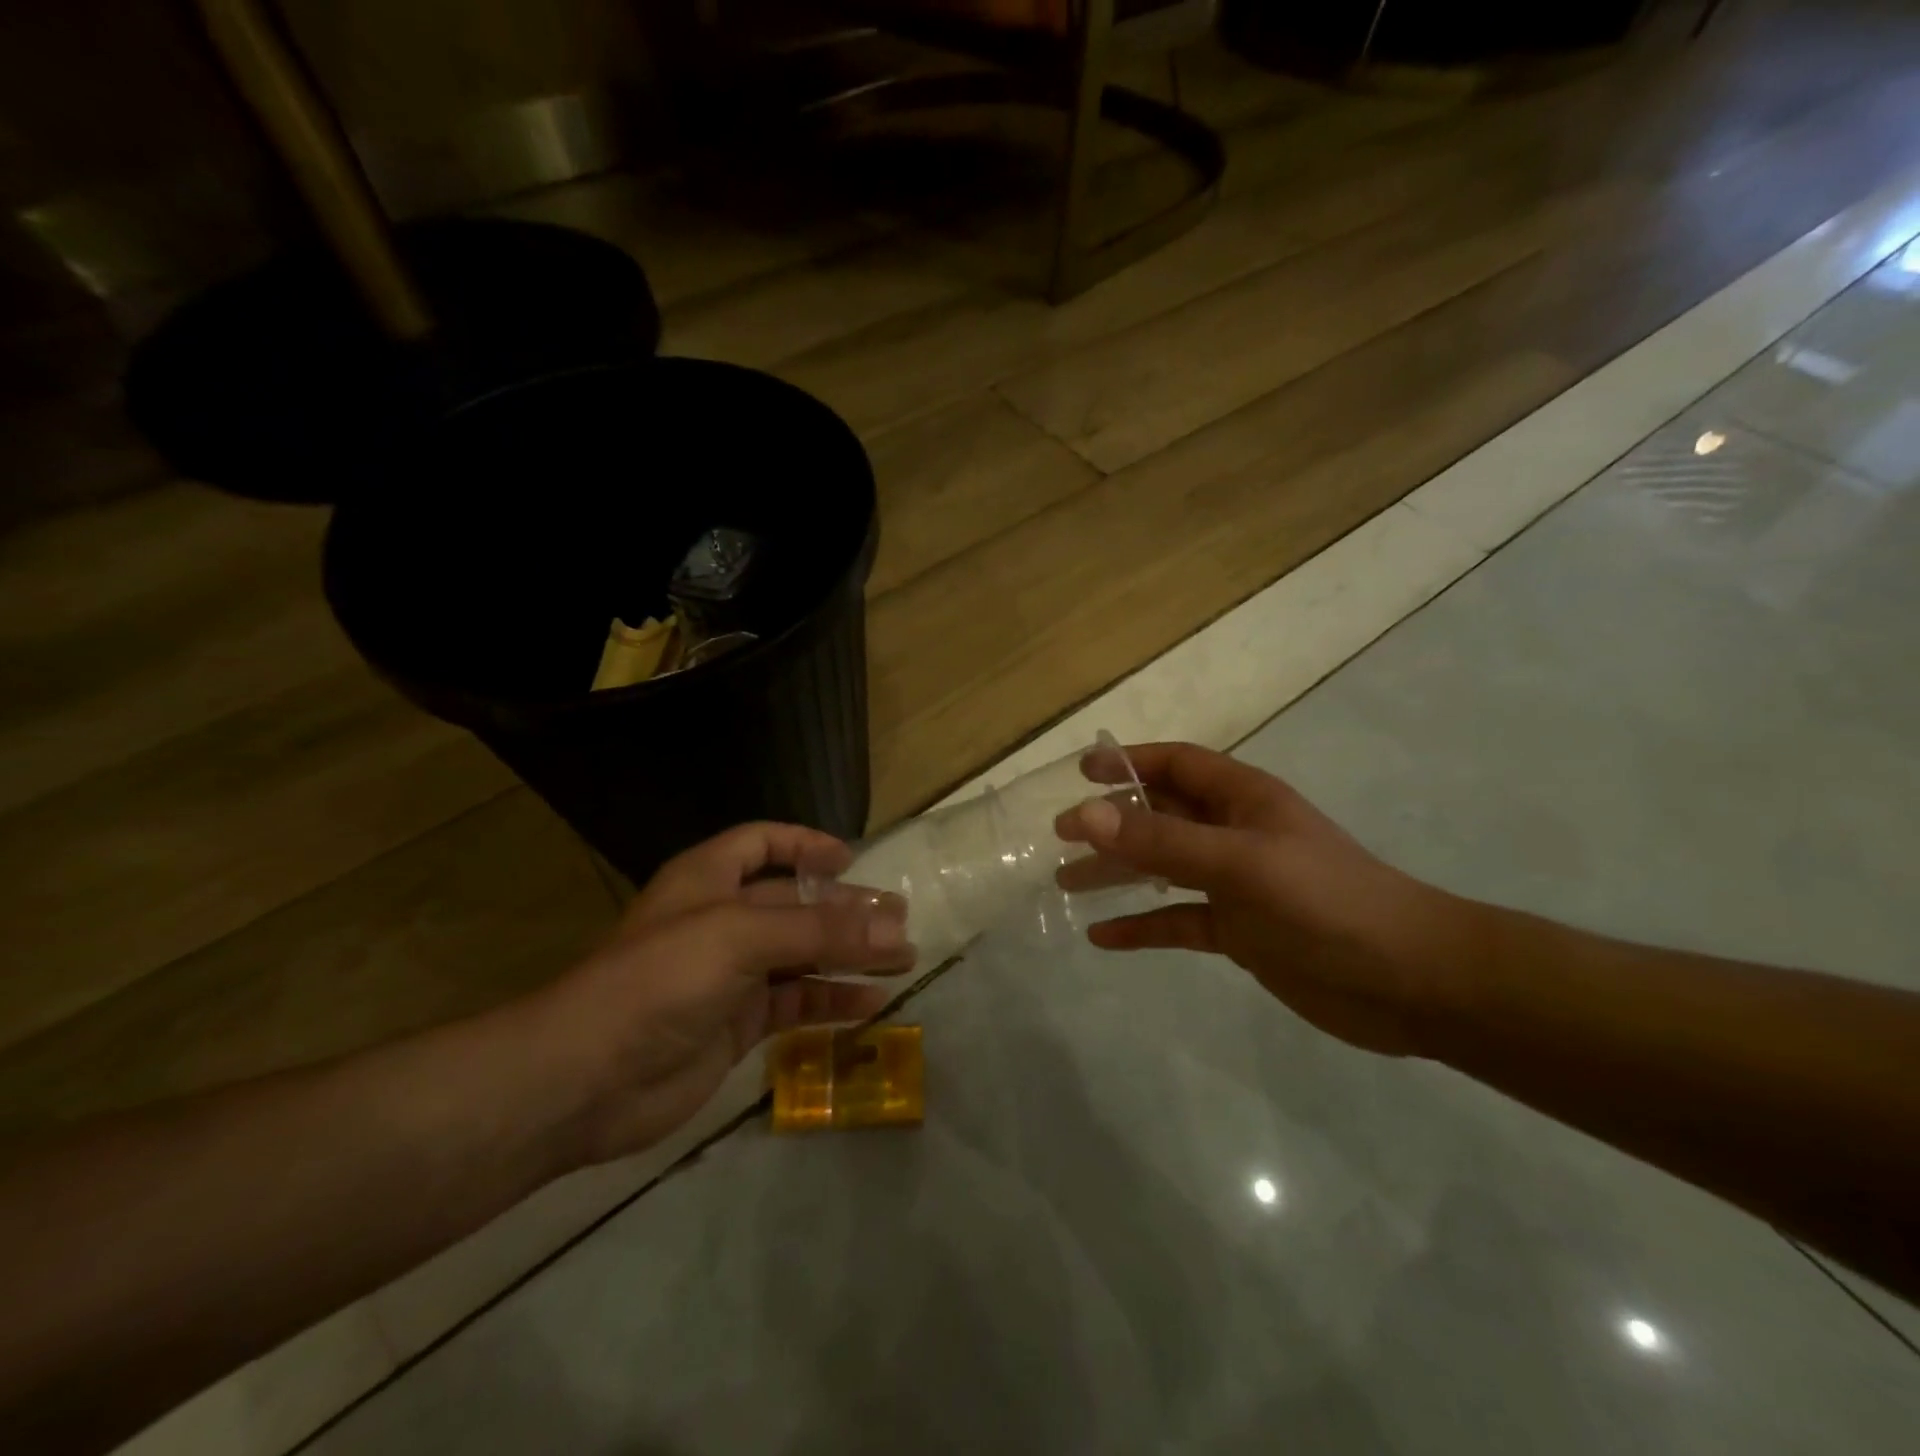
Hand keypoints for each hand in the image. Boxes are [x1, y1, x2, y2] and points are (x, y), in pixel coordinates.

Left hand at [530, 824, 915, 1165]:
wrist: (585, 1079)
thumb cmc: (661, 979)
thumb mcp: (743, 937)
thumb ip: (821, 931)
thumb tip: (896, 928)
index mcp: (709, 879)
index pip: (762, 843)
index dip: (805, 844)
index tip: (850, 861)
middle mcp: (721, 920)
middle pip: (794, 903)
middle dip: (845, 909)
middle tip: (899, 919)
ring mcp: (729, 975)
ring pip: (801, 955)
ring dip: (849, 956)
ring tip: (902, 960)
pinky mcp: (736, 1025)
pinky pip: (795, 1003)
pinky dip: (831, 1001)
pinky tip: (870, 1005)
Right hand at [1058, 743, 1475, 1055]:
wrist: (1412, 982)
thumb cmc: (1327, 904)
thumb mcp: (1241, 864)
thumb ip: (1163, 841)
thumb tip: (1085, 815)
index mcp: (1243, 800)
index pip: (1177, 765)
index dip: (1130, 762)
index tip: (1081, 773)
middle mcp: (1235, 835)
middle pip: (1161, 816)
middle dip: (1111, 821)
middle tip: (1058, 835)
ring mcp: (1236, 885)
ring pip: (1162, 868)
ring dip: (1117, 872)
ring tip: (1066, 882)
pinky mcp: (1239, 932)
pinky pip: (1177, 920)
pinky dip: (1141, 926)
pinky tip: (1103, 937)